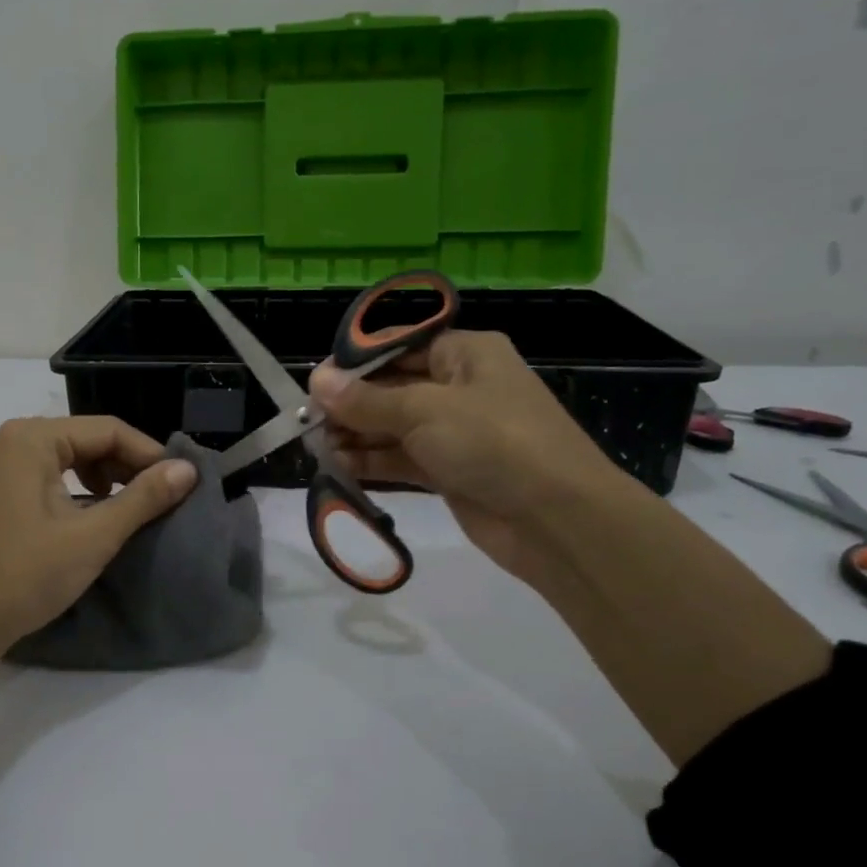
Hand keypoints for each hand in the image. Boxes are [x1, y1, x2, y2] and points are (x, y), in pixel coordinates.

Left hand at [0, 416, 198, 648]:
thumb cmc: (26, 574)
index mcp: (30, 438)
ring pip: (59, 460)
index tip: (180, 482)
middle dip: (123, 466)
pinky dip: (66, 490)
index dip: (148, 453)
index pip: (106, 430)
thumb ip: (144, 497)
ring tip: (122, 507)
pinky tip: (77, 514)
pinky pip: (36, 479)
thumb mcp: (94, 535)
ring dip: (97, 479)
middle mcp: (6, 443)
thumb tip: (188, 469)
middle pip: (82, 440)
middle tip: (156, 497)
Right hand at [310, 331, 622, 581]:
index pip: (400, 346)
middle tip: (310, 420)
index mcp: (466, 353)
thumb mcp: (425, 411)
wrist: (557, 519)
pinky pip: (403, 459)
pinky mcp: (452, 472)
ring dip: (358, 435)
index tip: (316, 380)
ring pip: (394, 426)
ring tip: (317, 446)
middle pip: (393, 388)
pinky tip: (339, 466)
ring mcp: (457, 432)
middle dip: (352, 404)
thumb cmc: (493, 441)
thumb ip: (367, 400)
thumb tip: (316, 380)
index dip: (356, 362)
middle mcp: (461, 387)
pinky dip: (374, 462)